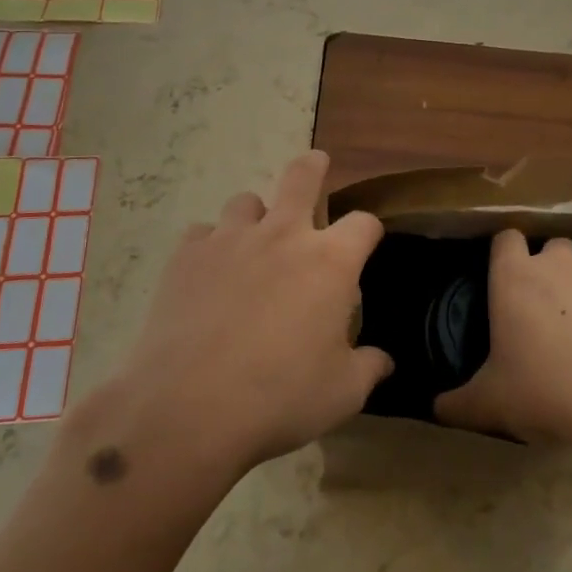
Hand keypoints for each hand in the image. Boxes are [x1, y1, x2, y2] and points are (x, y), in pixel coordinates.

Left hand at [107, 150, 389, 475]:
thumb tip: (384, 362)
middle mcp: (283, 236)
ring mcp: (230, 240)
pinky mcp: (186, 256)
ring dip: (256, 215)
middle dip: (313, 167)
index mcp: (330, 262)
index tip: (367, 242)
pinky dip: (210, 246)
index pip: (363, 223)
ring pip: (246, 201)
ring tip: (253, 238)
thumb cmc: (280, 398)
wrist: (188, 408)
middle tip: (316, 163)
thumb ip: (368, 369)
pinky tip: (208, 273)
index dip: (369, 230)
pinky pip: (201, 234)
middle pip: (301, 177)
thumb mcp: (342, 393)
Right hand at [435, 228, 571, 447]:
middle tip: (553, 315)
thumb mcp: (493, 403)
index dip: (507, 256)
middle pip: (553, 249)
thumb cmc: (548, 390)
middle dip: (553, 272)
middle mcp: (559, 261)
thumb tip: (436, 409)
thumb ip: (460, 403)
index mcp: (515, 278)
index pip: (505, 240)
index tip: (510, 281)